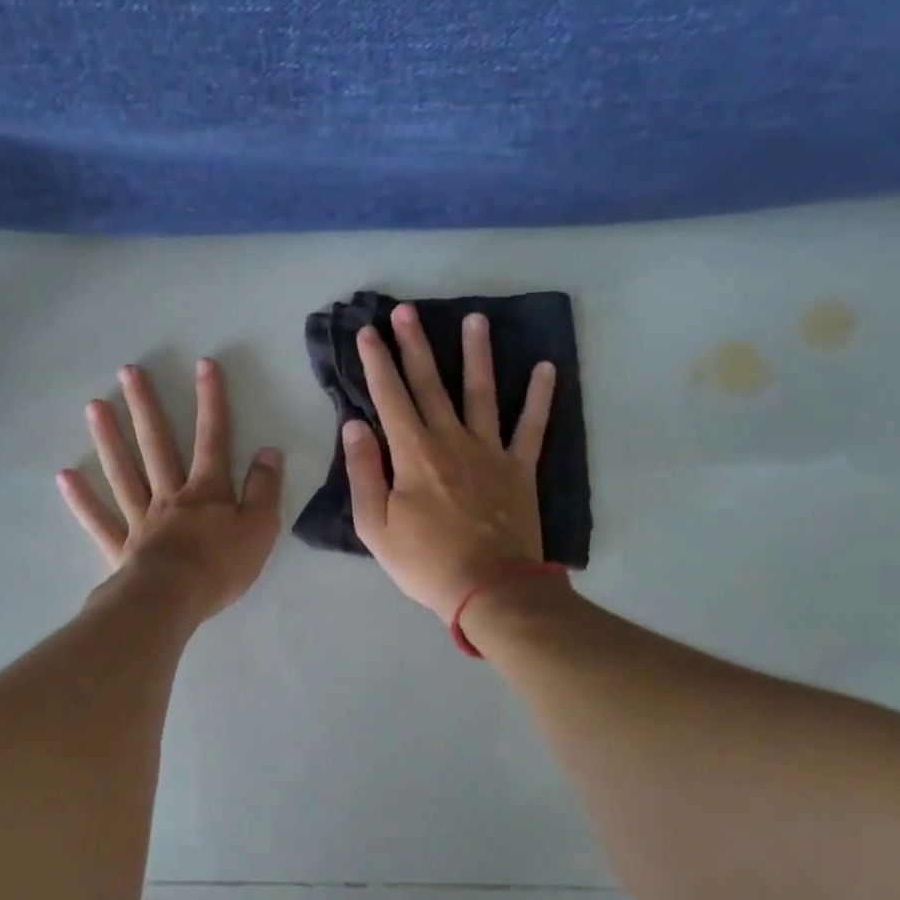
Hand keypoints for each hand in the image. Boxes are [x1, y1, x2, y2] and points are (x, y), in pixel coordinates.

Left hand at [58, 359, 283, 621]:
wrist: (174, 601)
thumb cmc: (221, 567)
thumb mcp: (260, 528)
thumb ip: (265, 490)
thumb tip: (270, 452)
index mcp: (207, 491)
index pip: (213, 438)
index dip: (211, 401)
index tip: (203, 365)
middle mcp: (170, 495)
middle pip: (157, 445)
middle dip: (146, 407)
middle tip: (128, 372)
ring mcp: (141, 519)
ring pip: (124, 472)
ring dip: (109, 439)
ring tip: (94, 406)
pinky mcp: (121, 547)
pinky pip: (100, 520)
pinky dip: (82, 500)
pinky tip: (65, 476)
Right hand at [344, 304, 555, 619]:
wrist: (490, 589)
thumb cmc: (425, 562)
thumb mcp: (375, 526)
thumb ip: (363, 471)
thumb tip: (354, 425)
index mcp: (412, 453)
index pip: (389, 396)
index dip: (376, 362)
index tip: (367, 332)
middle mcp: (451, 439)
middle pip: (430, 383)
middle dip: (415, 345)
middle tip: (406, 311)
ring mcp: (490, 450)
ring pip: (481, 392)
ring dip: (477, 354)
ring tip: (475, 319)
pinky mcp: (520, 468)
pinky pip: (532, 425)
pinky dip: (540, 397)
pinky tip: (545, 368)